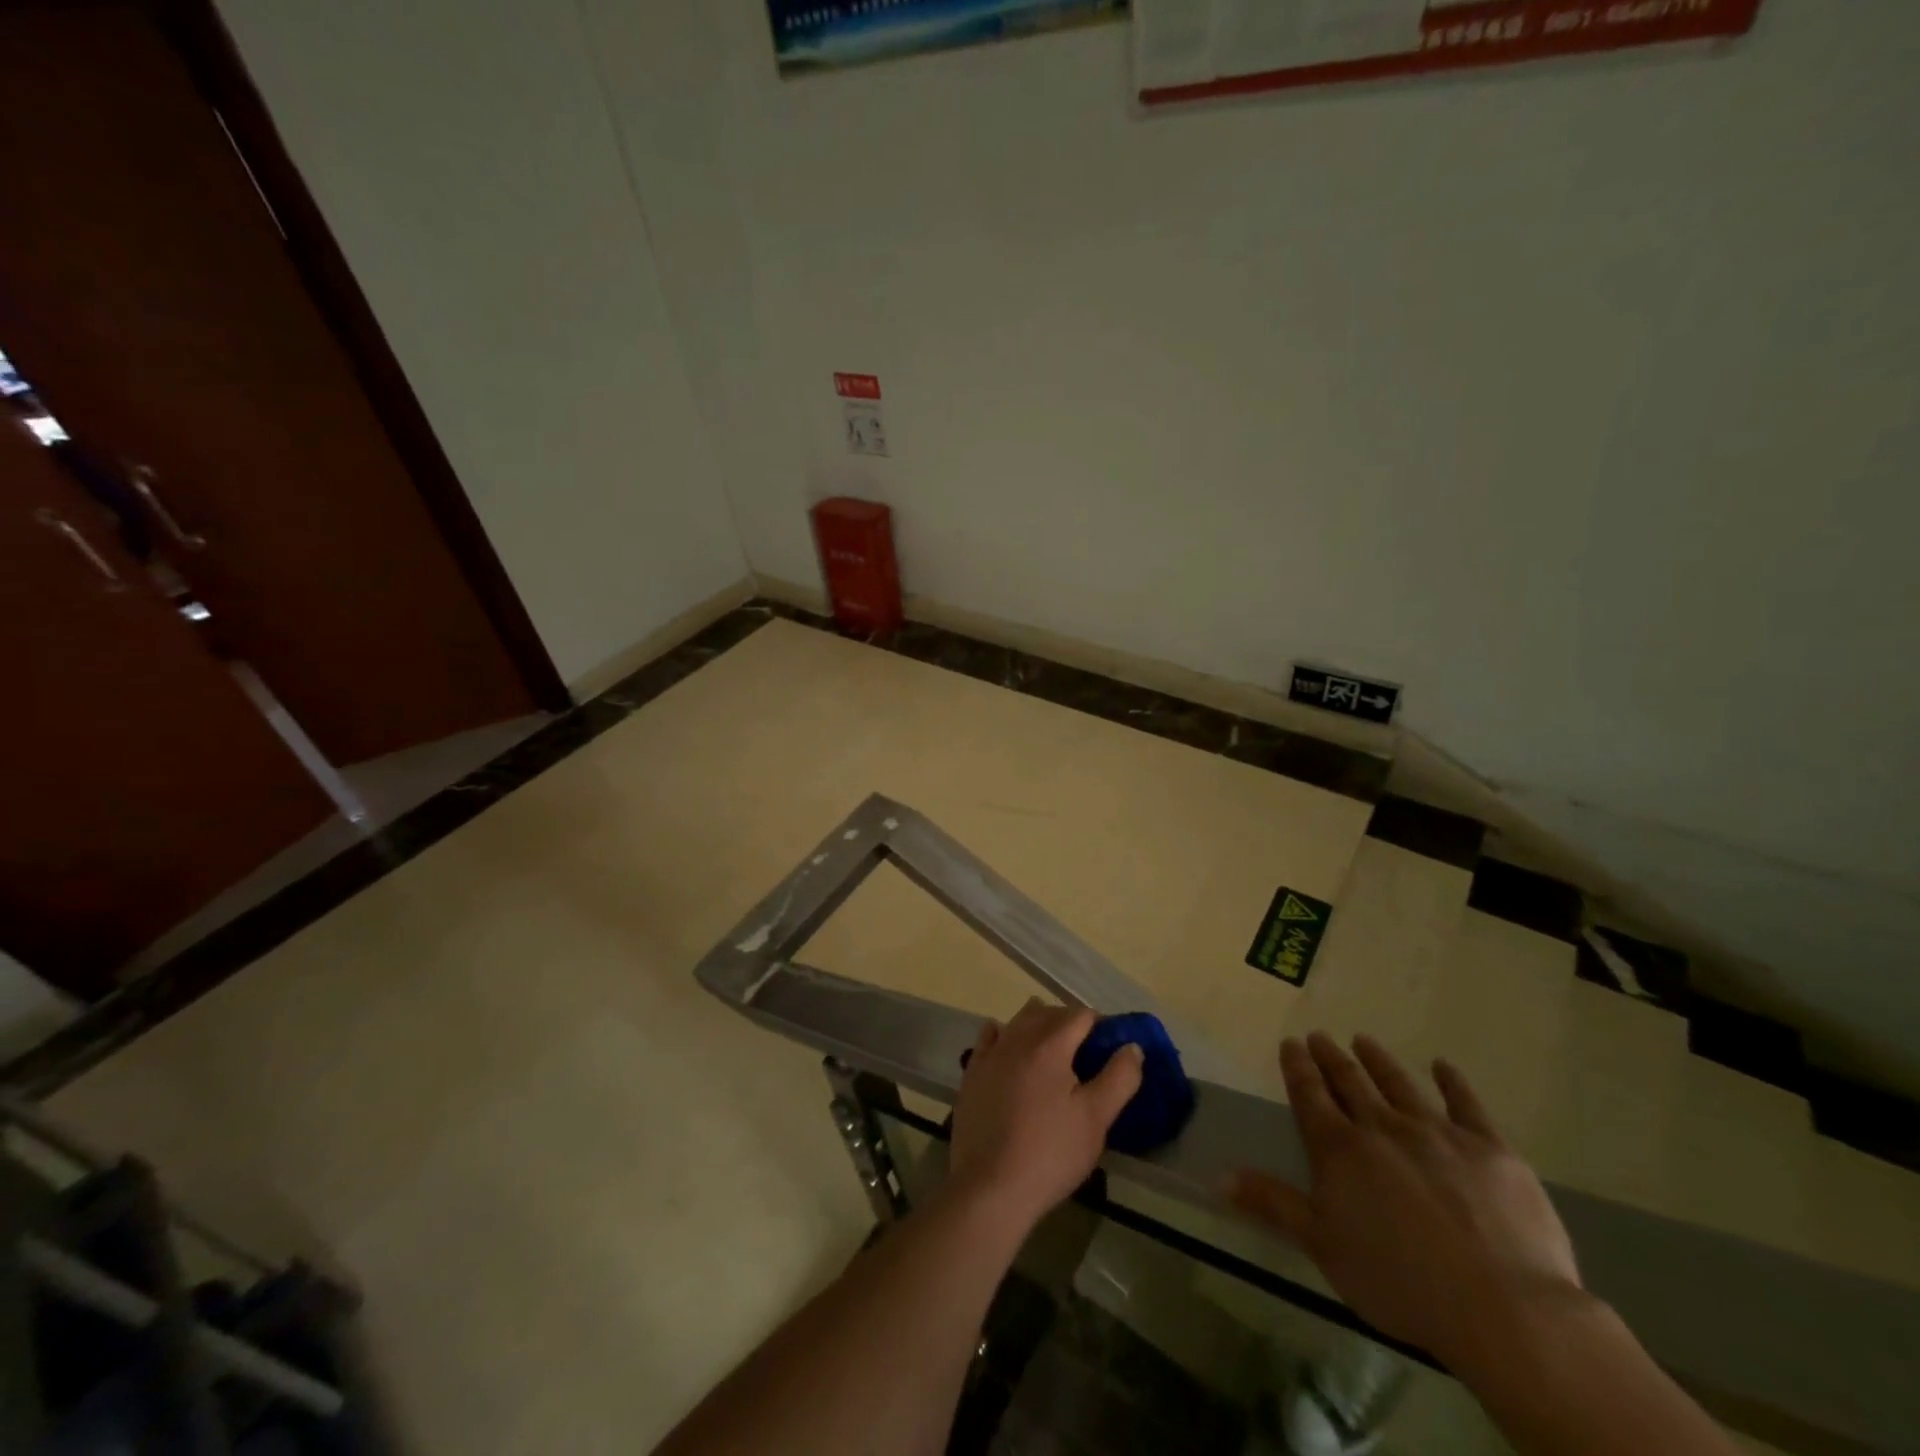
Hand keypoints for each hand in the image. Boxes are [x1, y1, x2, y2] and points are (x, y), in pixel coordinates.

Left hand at [946, 999, 1143, 1237]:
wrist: (989, 1186)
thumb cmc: (1050, 1153)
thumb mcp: (1096, 1119)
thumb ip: (1119, 1078)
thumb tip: (1132, 1047)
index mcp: (1050, 1045)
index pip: (1080, 1015)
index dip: (1100, 1025)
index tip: (1110, 1047)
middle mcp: (1017, 1038)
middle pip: (1048, 1013)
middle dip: (1070, 1022)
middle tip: (1088, 1051)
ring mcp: (990, 1054)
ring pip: (1018, 1021)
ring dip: (1039, 1023)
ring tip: (1054, 1047)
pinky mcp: (972, 1072)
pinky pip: (990, 1038)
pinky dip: (1004, 1034)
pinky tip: (1009, 1046)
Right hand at [1230, 1033, 1582, 1371]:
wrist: (1504, 1308)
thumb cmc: (1401, 1282)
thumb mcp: (1324, 1247)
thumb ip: (1273, 1204)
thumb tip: (1218, 1176)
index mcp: (1340, 1150)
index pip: (1310, 1095)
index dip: (1297, 1067)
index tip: (1290, 1043)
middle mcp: (1382, 1128)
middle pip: (1350, 1082)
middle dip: (1331, 1057)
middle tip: (1320, 1035)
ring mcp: (1438, 1133)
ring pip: (1399, 1085)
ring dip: (1378, 1061)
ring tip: (1364, 1040)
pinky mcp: (1489, 1148)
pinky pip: (1466, 1104)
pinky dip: (1452, 1083)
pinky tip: (1443, 1066)